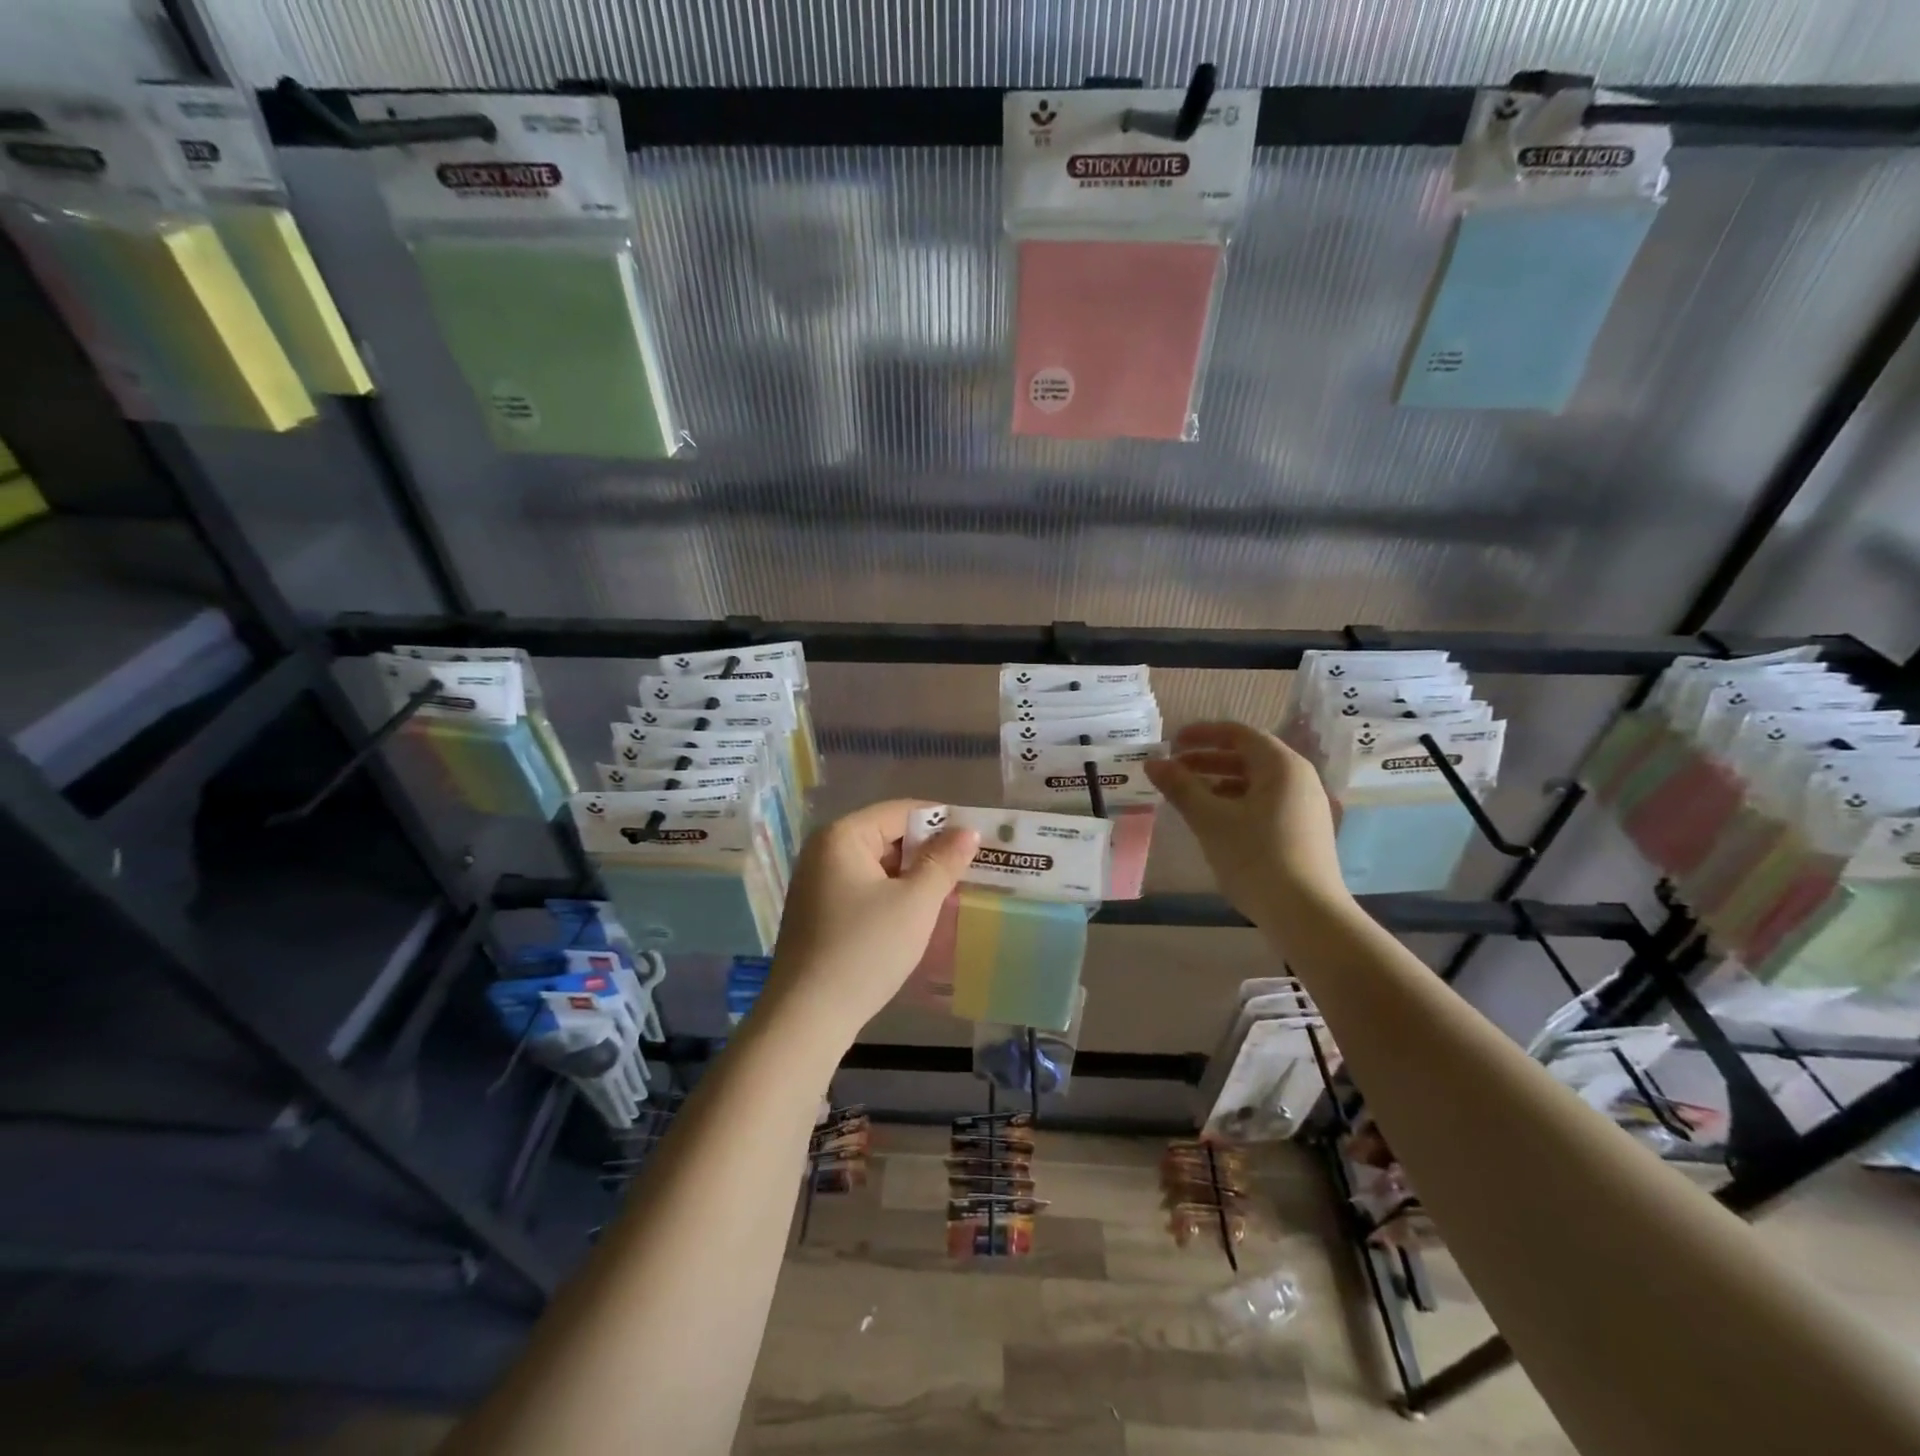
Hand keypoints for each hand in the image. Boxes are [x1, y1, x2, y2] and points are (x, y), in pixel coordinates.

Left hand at [763, 800, 979, 1046]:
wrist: (808, 1017)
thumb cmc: (866, 949)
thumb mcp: (915, 903)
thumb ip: (944, 862)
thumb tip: (968, 832)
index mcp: (843, 836)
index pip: (901, 811)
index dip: (942, 821)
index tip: (978, 839)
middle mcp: (824, 850)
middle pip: (887, 835)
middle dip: (928, 850)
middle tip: (969, 868)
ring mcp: (816, 882)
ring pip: (877, 864)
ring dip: (912, 875)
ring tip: (950, 890)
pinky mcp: (818, 911)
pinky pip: (863, 887)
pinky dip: (891, 894)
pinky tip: (916, 914)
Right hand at [1143, 722, 1346, 923]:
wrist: (1307, 914)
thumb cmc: (1256, 857)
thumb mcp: (1210, 820)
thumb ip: (1180, 787)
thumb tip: (1153, 763)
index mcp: (1281, 765)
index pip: (1238, 733)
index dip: (1202, 734)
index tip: (1171, 743)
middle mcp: (1299, 777)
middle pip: (1247, 756)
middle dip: (1207, 761)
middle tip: (1173, 771)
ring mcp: (1305, 805)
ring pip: (1255, 782)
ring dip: (1219, 783)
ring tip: (1187, 797)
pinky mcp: (1304, 830)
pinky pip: (1265, 802)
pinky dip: (1236, 802)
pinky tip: (1215, 821)